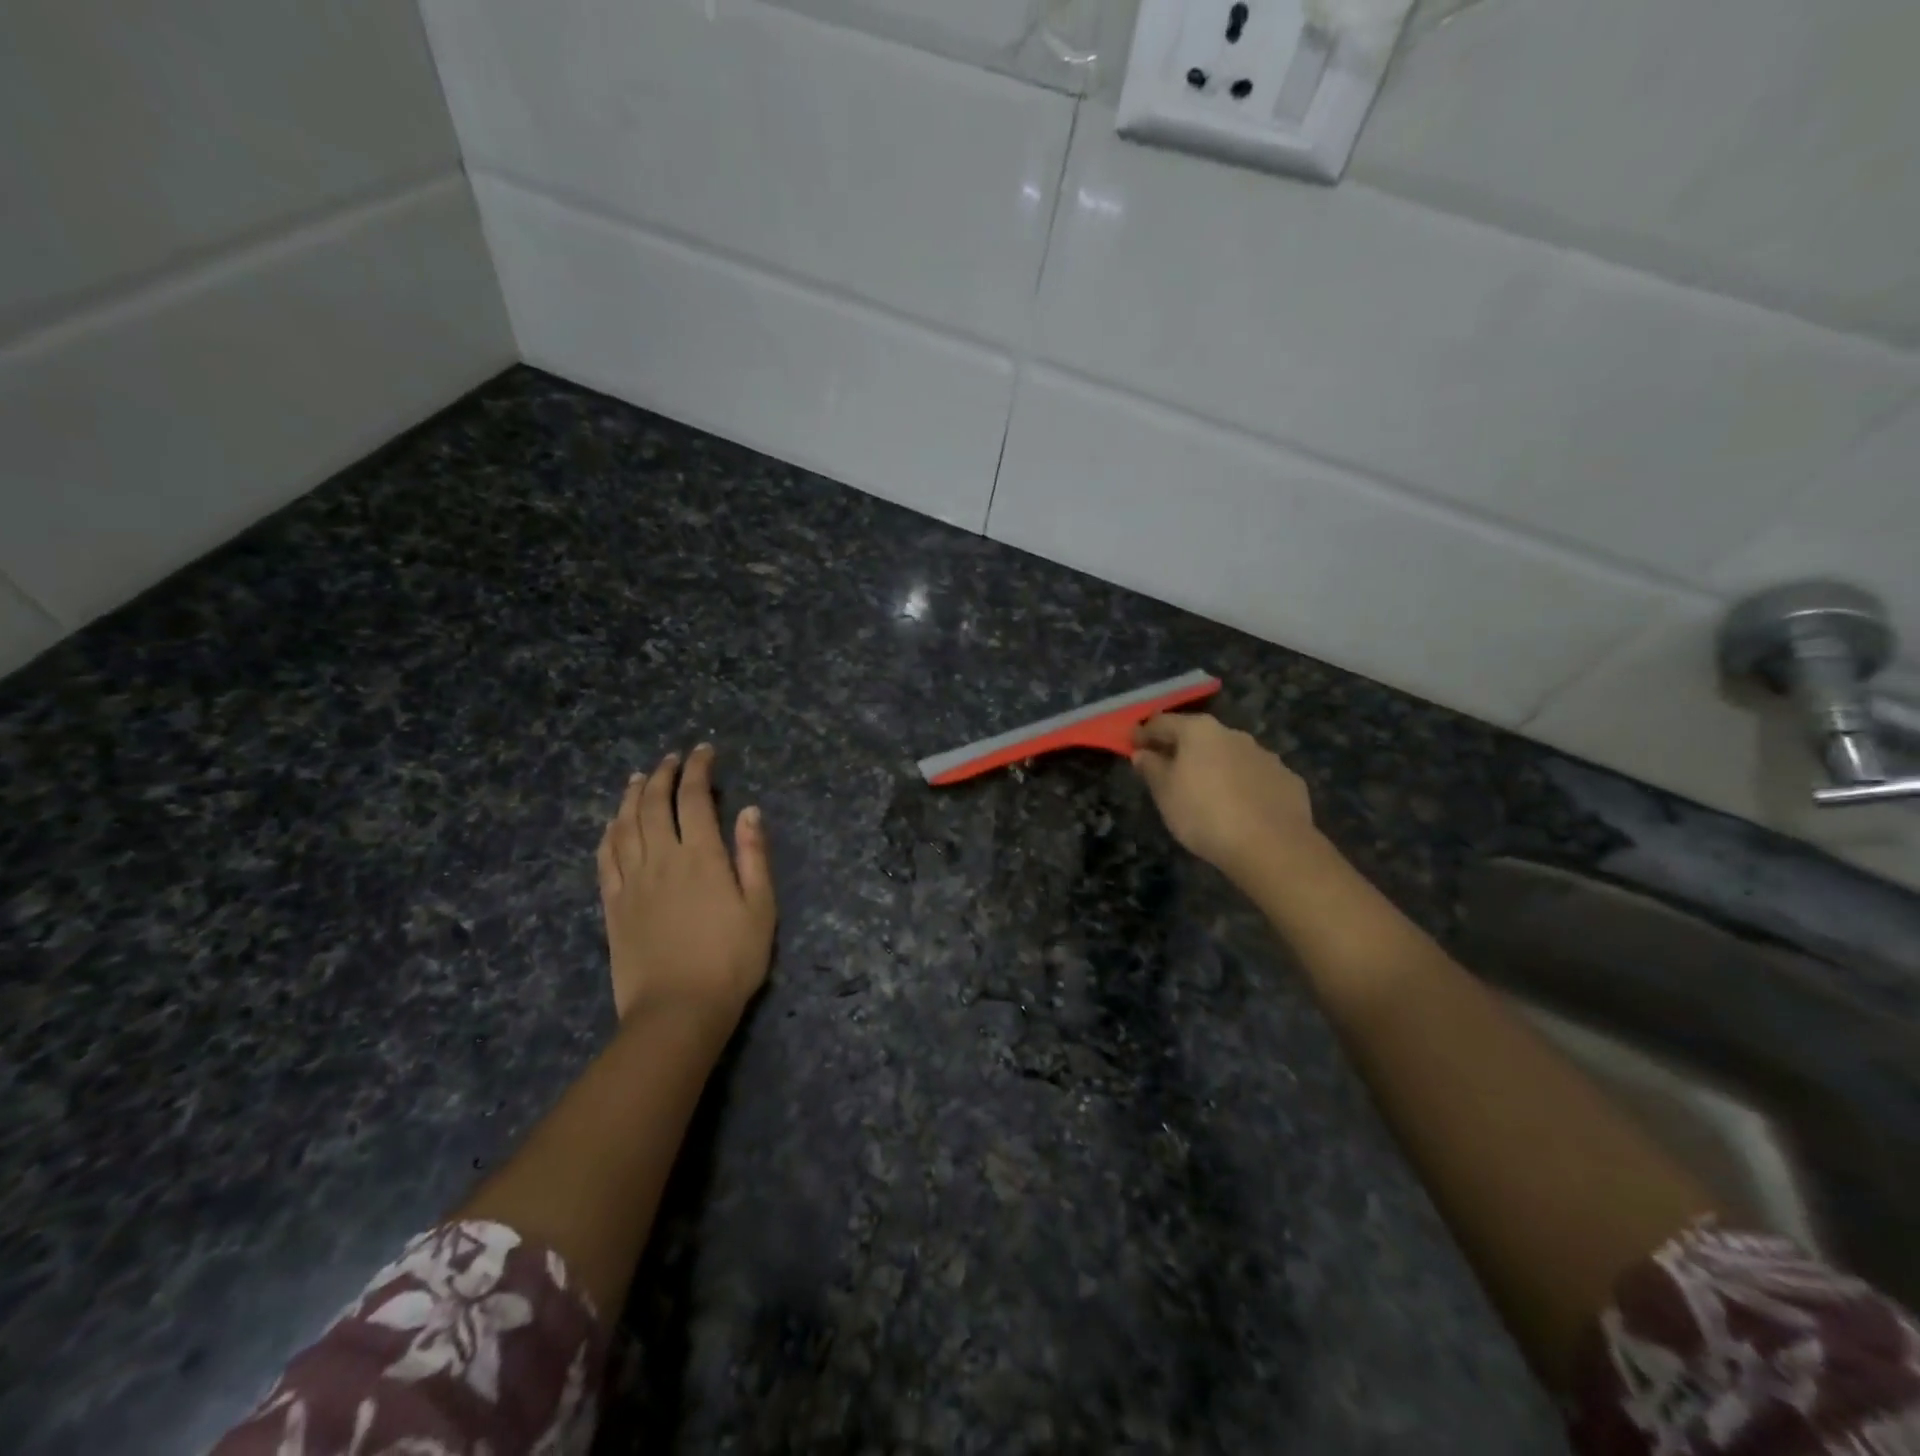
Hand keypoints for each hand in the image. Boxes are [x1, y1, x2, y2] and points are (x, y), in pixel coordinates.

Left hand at [597, 745, 776, 1032]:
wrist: (677, 1010)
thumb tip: (749, 810)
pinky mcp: (613, 905)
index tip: (704, 751)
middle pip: (653, 804)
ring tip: (638, 778)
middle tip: (671, 759)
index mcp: (701, 856)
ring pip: (624, 825)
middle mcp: (661, 859)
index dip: (698, 769)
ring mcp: (631, 881)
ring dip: (631, 795)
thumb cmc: (730, 960)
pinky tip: (612, 823)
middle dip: (662, 774)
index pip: (694, 798)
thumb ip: (754, 856)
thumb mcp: (761, 908)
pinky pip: (605, 857)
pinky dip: (608, 832)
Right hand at [1132, 713, 1316, 882]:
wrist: (1272, 846)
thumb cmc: (1204, 814)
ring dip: (1213, 766)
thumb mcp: (1165, 794)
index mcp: (1198, 731)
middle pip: (1198, 736)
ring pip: (1229, 755)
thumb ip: (1151, 768)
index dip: (1143, 734)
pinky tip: (1239, 808)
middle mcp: (1233, 734)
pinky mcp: (1287, 779)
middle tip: (1166, 770)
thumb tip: (1143, 753)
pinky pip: (1255, 777)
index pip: (1161, 722)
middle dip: (1181, 749)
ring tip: (1205, 792)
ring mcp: (1265, 755)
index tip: (1132, 746)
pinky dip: (1242, 785)